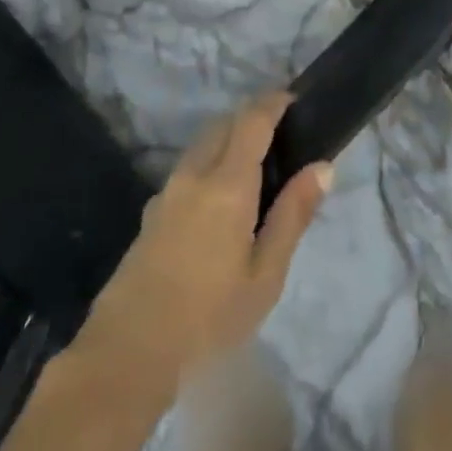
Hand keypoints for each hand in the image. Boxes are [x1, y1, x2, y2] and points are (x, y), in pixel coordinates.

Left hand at [82, 92, 332, 386]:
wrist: (129, 350)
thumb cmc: (209, 316)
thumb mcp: (265, 275)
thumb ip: (293, 215)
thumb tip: (322, 166)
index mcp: (227, 183)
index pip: (252, 119)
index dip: (274, 102)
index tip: (295, 100)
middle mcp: (195, 173)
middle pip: (224, 123)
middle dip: (252, 117)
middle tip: (282, 136)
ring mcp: (168, 189)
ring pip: (203, 143)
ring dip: (229, 138)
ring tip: (256, 167)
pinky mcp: (153, 209)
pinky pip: (188, 166)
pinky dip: (211, 161)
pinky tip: (221, 200)